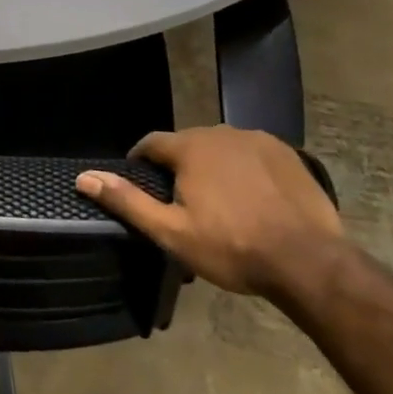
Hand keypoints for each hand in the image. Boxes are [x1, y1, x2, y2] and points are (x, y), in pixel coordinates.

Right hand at [76, 126, 342, 294]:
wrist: (308, 261)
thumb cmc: (233, 248)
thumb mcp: (172, 232)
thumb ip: (128, 201)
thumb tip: (84, 178)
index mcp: (189, 147)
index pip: (151, 143)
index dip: (141, 162)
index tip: (142, 184)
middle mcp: (220, 132)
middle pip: (187, 144)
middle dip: (180, 167)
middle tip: (183, 204)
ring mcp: (257, 139)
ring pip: (221, 148)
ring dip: (213, 166)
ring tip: (220, 203)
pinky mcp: (287, 152)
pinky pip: (252, 154)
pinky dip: (246, 169)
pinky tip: (254, 198)